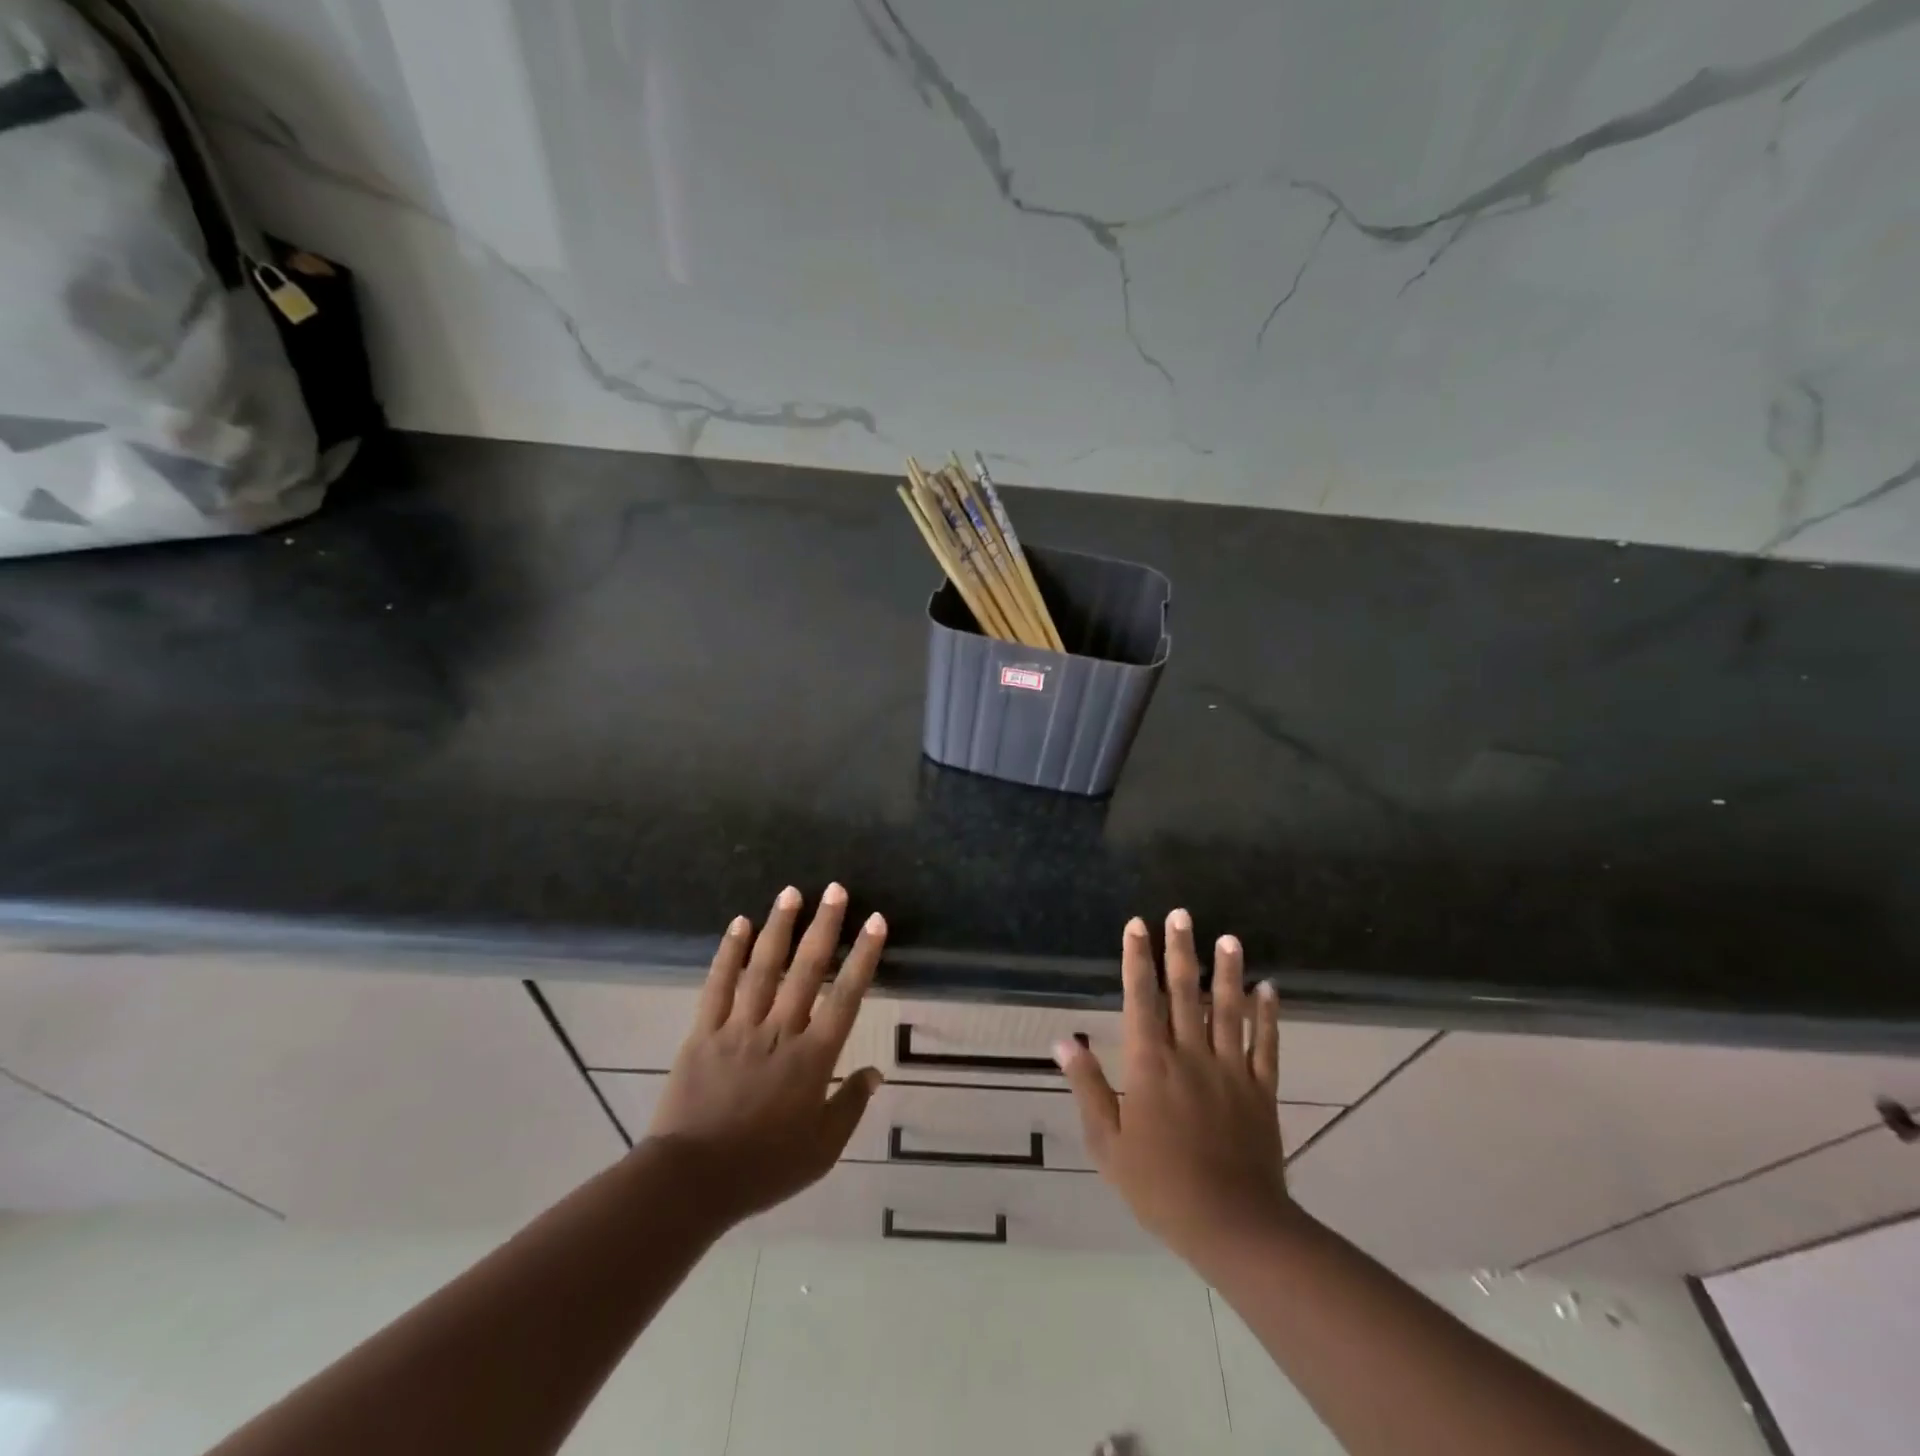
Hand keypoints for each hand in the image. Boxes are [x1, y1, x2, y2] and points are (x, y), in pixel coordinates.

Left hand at [646, 884, 886, 1228]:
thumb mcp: (822, 1150)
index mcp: (812, 1058)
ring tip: (792, 892)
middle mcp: (780, 1031)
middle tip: (836, 889)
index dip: (863, 956)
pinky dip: (729, 952)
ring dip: (779, 926)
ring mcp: (739, 1027)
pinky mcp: (704, 1032)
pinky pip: (718, 985)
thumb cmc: (764, 1168)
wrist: (691, 1181)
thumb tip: (875, 1072)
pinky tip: (740, 924)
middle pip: (807, 970)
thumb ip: (850, 1106)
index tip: (875, 921)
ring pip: (764, 968)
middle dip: (824, 926)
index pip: (846, 997)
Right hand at [1056, 910, 1289, 1263]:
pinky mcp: (1261, 1091)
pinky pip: (1265, 1046)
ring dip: (1228, 972)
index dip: (1138, 959)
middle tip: (1181, 913)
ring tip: (1228, 937)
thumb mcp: (1107, 1143)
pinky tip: (1270, 989)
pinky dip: (1268, 1017)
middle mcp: (1190, 1055)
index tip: (1137, 925)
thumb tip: (1063, 1041)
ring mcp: (1230, 1070)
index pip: (1141, 998)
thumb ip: (1088, 1087)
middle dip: (1180, 950)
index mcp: (1150, 1064)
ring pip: (1229, 1010)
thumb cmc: (1160, 1185)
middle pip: (1185, 992)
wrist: (1232, 1226)